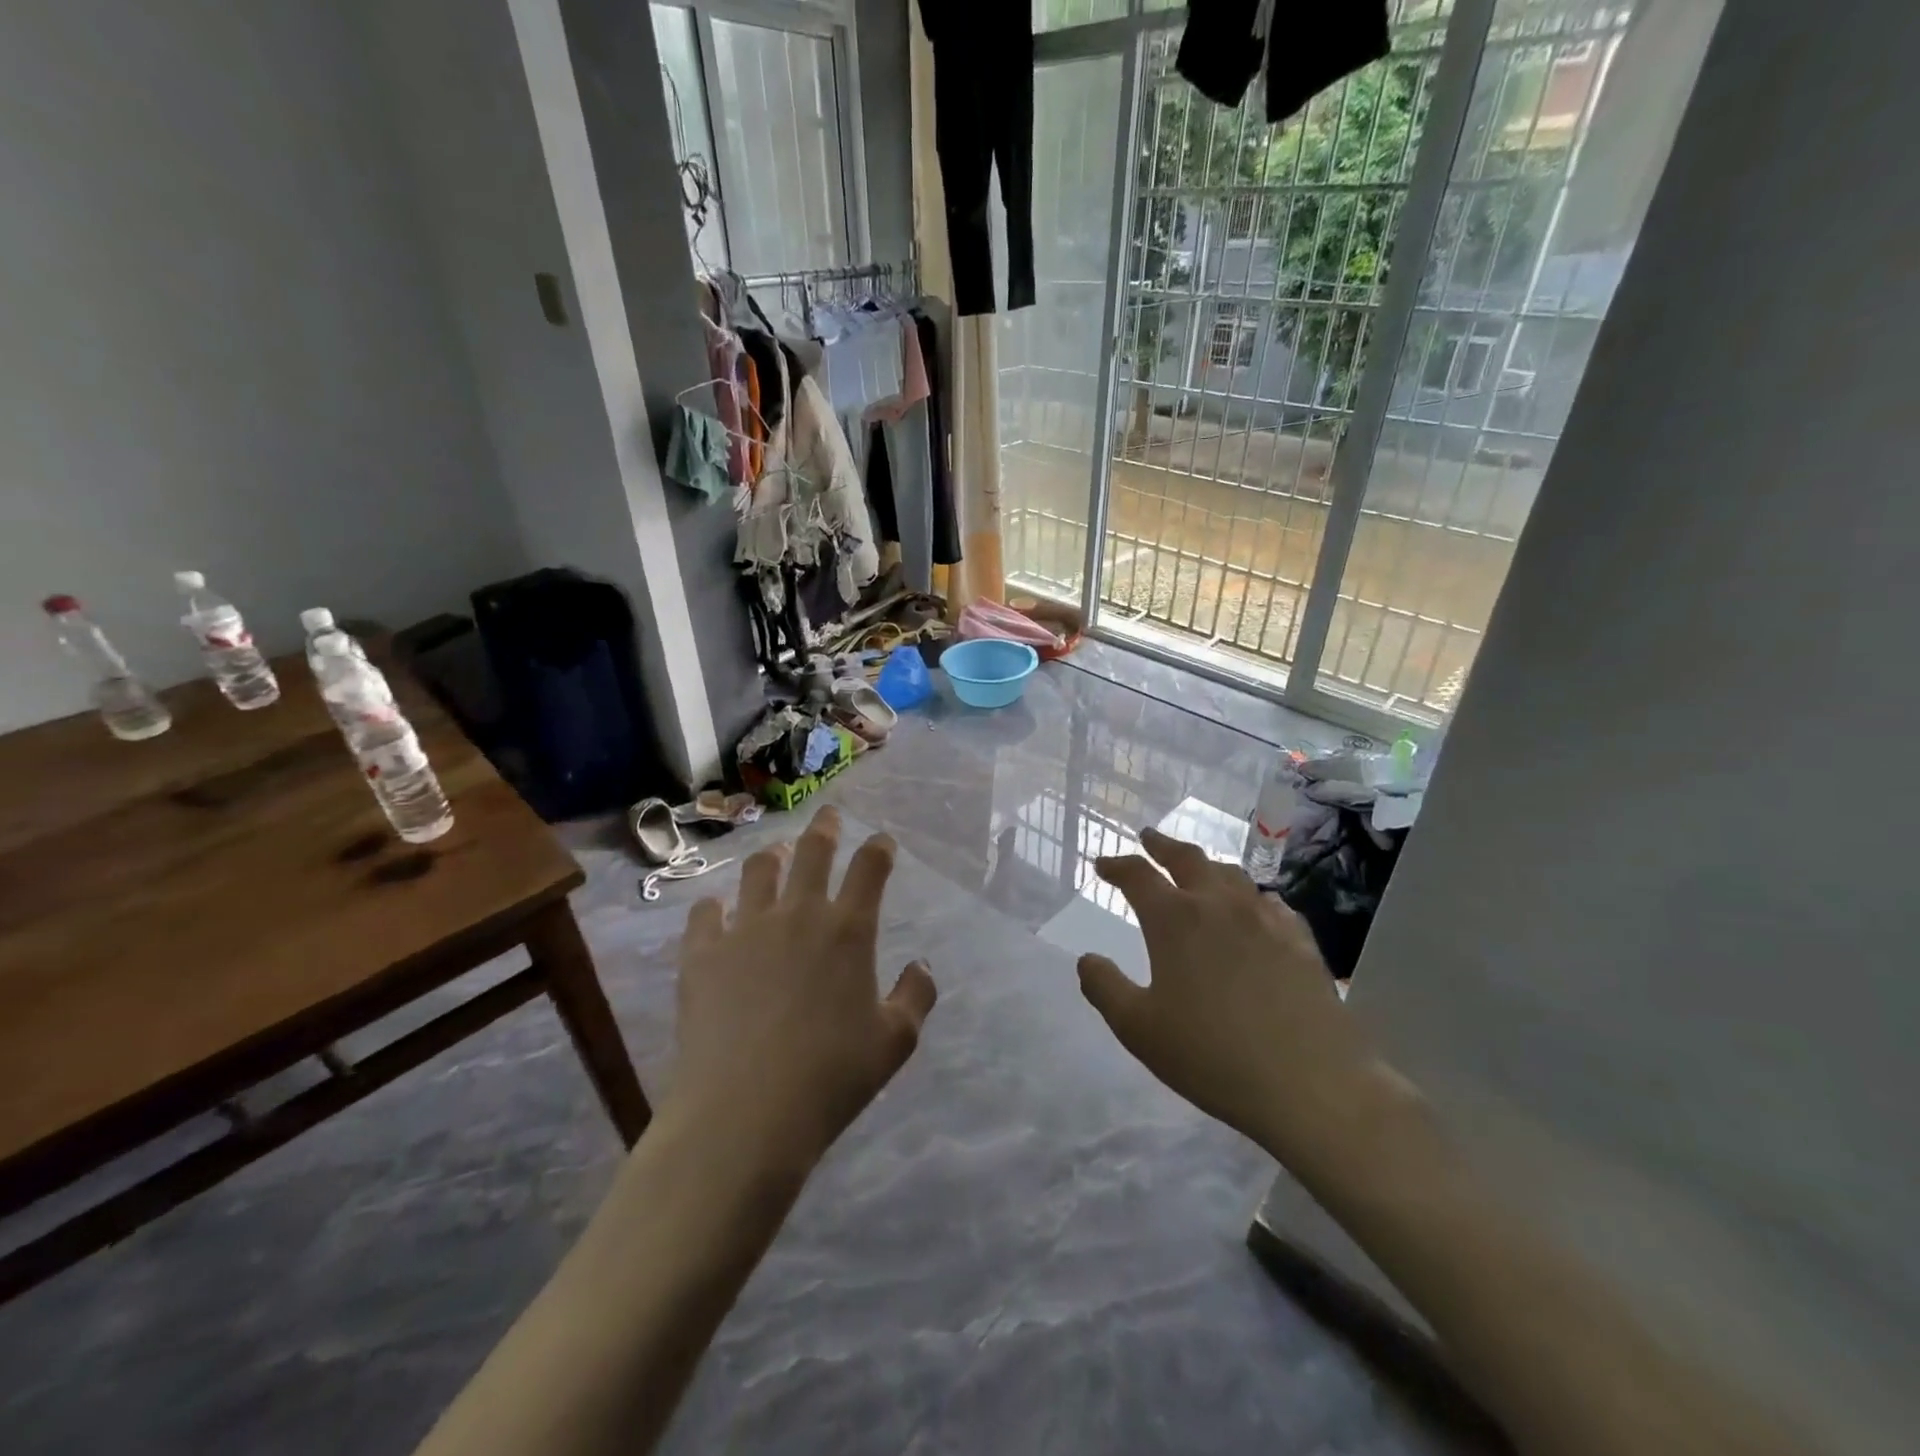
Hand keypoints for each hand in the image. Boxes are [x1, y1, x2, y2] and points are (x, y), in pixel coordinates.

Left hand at [671, 807, 936, 1174]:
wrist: (745, 1112)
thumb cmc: (831, 1077)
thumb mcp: (895, 1042)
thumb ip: (916, 996)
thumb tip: (922, 966)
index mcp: (849, 930)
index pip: (870, 867)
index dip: (879, 847)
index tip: (882, 841)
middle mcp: (798, 914)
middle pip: (812, 851)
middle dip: (825, 827)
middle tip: (828, 815)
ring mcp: (745, 929)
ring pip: (758, 871)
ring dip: (771, 856)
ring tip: (774, 854)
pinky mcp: (702, 953)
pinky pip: (706, 912)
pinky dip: (715, 906)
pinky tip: (717, 911)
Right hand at [1077, 828, 1376, 1169]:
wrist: (1310, 1084)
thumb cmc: (1211, 1055)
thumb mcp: (1138, 1028)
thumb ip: (1105, 988)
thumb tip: (1086, 960)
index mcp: (1174, 919)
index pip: (1137, 875)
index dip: (1116, 865)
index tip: (1103, 864)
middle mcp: (1218, 905)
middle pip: (1187, 858)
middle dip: (1163, 845)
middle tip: (1149, 838)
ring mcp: (1265, 919)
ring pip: (1231, 874)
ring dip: (1206, 866)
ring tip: (1197, 869)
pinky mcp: (1300, 941)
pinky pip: (1270, 903)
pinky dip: (1250, 896)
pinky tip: (1255, 908)